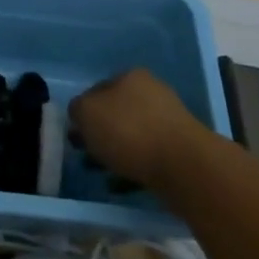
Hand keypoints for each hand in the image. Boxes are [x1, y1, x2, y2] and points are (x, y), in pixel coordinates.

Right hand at [70, 68, 214, 189]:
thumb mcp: (86, 112)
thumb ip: (77, 109)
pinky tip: (122, 182)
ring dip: (115, 151)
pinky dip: (132, 166)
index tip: (76, 134)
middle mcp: (151, 92)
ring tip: (102, 172)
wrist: (182, 165)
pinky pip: (147, 154)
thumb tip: (82, 115)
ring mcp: (169, 120)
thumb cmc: (128, 131)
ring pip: (131, 134)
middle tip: (87, 154)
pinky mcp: (180, 148)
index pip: (97, 90)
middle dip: (100, 133)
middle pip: (115, 112)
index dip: (83, 112)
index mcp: (130, 76)